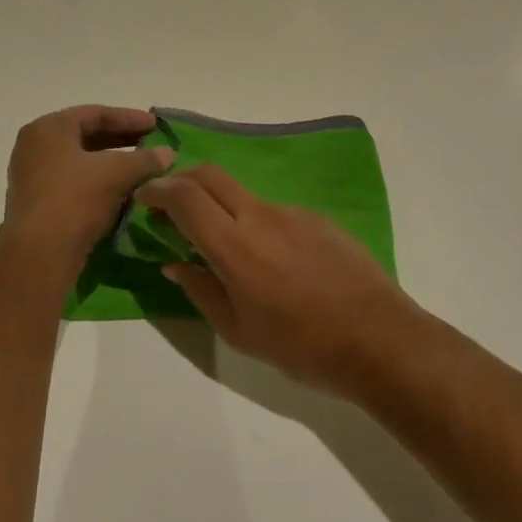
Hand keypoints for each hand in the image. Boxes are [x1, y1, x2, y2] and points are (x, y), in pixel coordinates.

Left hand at [3, 106, 172, 267]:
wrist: (39, 253)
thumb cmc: (75, 199)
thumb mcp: (116, 173)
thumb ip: (145, 159)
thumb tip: (168, 153)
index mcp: (48, 128)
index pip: (95, 114)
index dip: (129, 118)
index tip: (156, 125)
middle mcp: (35, 147)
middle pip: (85, 136)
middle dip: (121, 140)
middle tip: (151, 144)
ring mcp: (32, 176)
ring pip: (80, 162)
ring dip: (111, 164)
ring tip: (140, 169)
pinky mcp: (37, 204)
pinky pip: (73, 184)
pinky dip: (98, 183)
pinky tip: (122, 193)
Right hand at [135, 166, 424, 393]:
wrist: (378, 339)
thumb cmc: (302, 346)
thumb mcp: (240, 331)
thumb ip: (201, 291)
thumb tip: (174, 263)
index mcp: (235, 246)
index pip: (185, 197)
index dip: (157, 191)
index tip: (143, 199)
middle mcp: (261, 216)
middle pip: (211, 174)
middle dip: (182, 179)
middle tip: (170, 204)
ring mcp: (293, 213)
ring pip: (243, 193)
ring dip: (220, 205)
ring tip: (222, 244)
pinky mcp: (318, 218)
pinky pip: (274, 211)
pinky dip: (255, 222)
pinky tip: (269, 259)